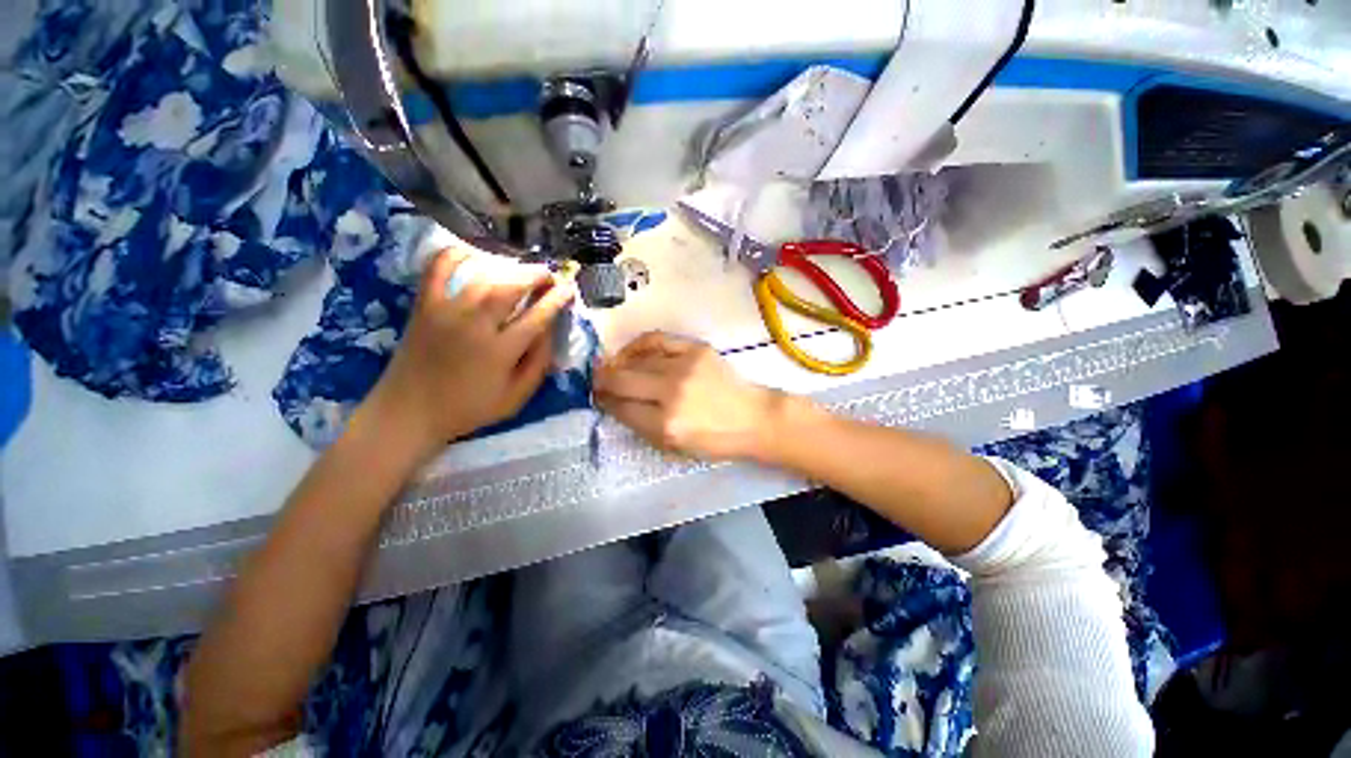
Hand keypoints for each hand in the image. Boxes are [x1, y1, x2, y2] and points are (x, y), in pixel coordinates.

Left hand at [366, 248, 573, 456]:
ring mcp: (446, 312)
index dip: (557, 299)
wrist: (409, 412)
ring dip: (508, 269)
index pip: (537, 317)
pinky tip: (471, 253)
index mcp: (500, 351)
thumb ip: (538, 364)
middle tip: (549, 275)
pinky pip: (436, 269)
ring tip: (523, 270)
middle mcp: (475, 325)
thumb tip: (550, 331)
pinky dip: (453, 255)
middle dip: (536, 276)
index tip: (569, 289)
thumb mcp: (515, 398)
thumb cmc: (469, 408)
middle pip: (510, 288)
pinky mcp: (424, 306)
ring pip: (483, 278)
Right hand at [594, 332, 783, 461]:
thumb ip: (641, 426)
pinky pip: (656, 339)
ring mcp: (684, 367)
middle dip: (602, 381)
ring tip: (613, 367)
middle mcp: (671, 393)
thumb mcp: (674, 448)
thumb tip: (615, 404)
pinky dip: (638, 345)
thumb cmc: (714, 440)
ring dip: (619, 365)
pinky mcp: (695, 349)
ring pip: (637, 360)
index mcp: (666, 425)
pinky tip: (631, 352)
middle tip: (597, 381)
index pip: (621, 408)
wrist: (752, 417)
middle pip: (622, 380)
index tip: (599, 398)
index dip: (605, 402)